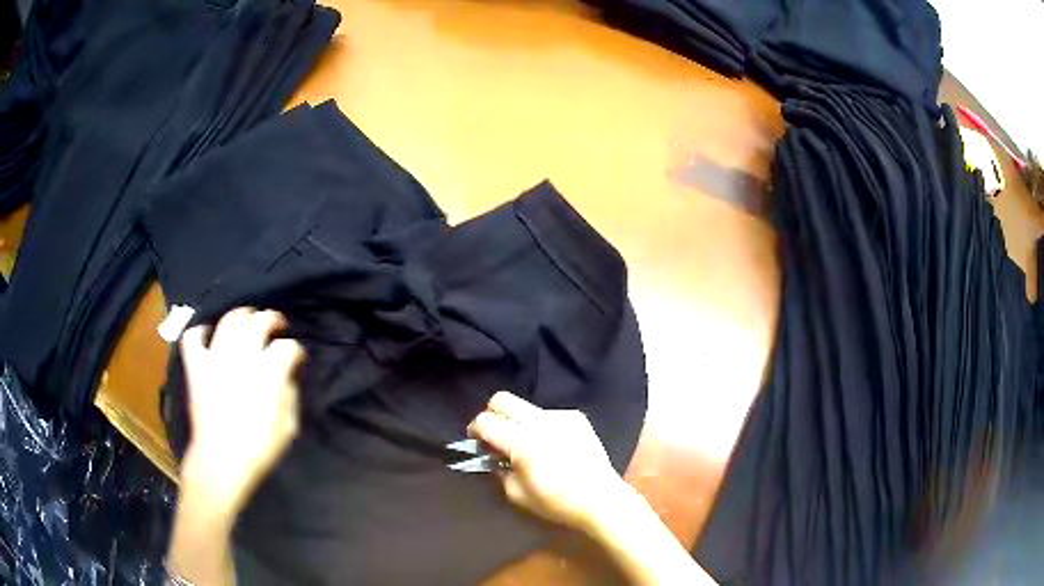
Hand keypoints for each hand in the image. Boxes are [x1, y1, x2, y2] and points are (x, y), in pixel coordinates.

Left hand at [179, 307, 303, 516]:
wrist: (221, 462)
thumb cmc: (259, 448)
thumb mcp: (288, 427)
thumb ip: (290, 393)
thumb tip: (288, 375)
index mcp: (268, 372)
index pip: (288, 347)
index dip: (297, 350)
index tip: (298, 358)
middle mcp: (242, 356)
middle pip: (260, 321)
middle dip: (273, 319)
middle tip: (278, 326)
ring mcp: (216, 358)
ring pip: (230, 319)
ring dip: (242, 315)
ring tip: (248, 319)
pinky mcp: (197, 366)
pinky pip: (193, 337)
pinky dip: (201, 332)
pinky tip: (209, 336)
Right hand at [467, 391, 628, 532]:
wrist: (601, 499)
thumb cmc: (556, 502)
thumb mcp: (517, 494)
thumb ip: (498, 469)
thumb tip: (492, 455)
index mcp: (522, 441)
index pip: (485, 420)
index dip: (475, 430)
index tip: (477, 443)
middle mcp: (539, 421)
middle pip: (502, 399)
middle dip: (493, 415)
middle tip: (496, 437)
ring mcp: (560, 416)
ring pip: (526, 407)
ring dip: (518, 421)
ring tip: (527, 444)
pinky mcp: (576, 418)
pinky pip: (548, 415)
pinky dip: (541, 426)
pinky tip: (552, 446)